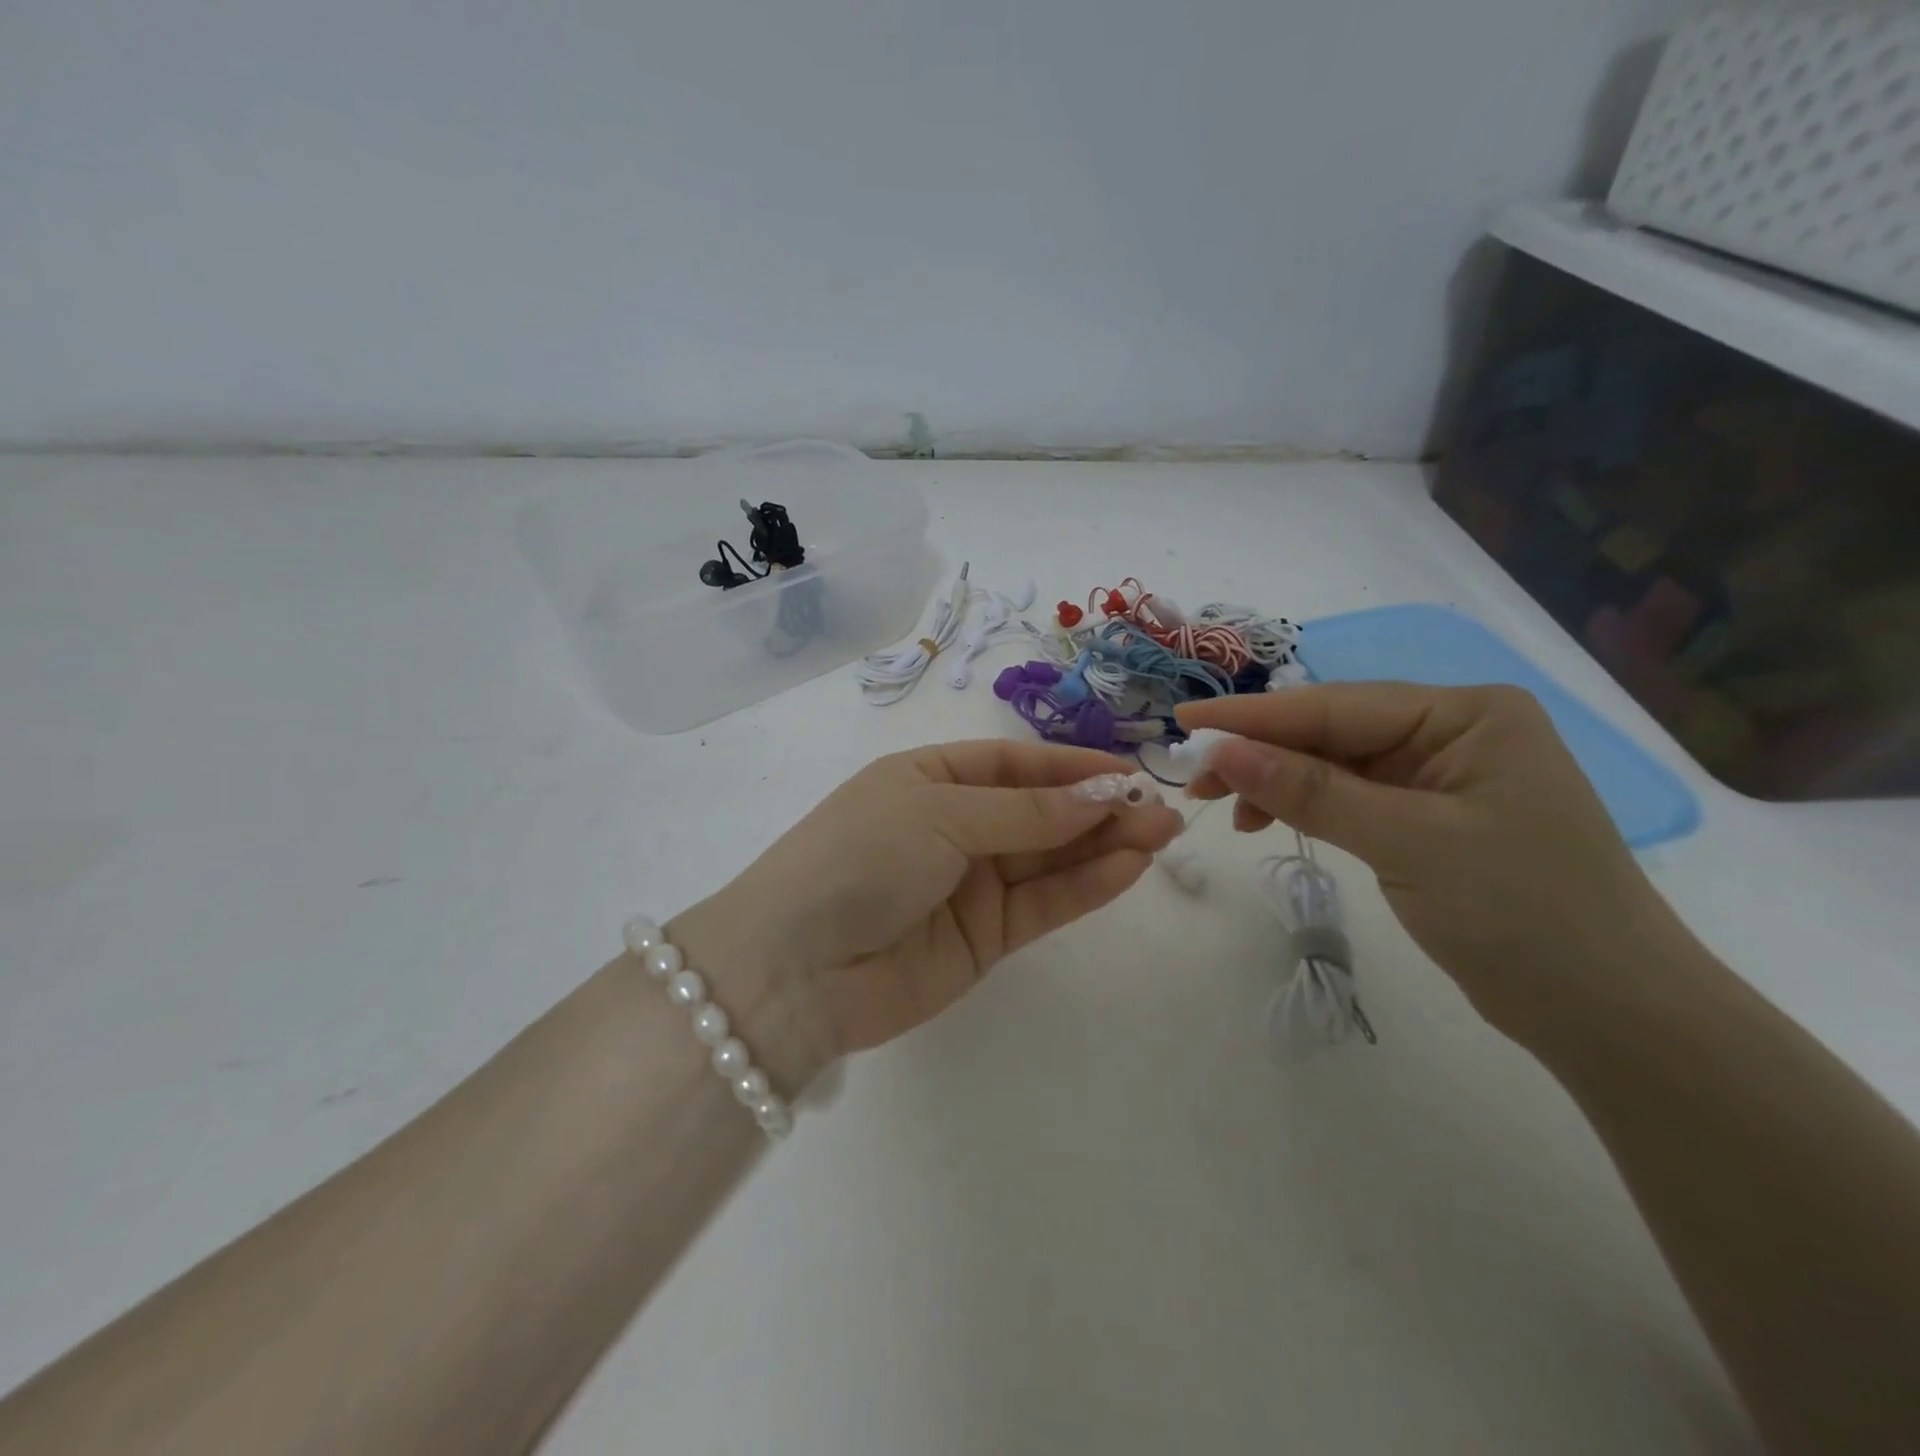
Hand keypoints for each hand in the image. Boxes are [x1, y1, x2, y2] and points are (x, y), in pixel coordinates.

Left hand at [670, 741, 1181, 1082]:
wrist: (795, 969)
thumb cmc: (859, 858)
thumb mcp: (939, 814)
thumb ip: (1024, 812)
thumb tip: (1100, 795)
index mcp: (930, 779)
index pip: (1014, 763)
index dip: (1070, 766)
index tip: (1126, 771)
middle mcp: (953, 826)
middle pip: (1039, 811)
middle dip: (1098, 807)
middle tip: (1161, 808)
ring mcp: (969, 884)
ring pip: (1049, 857)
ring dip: (1104, 845)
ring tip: (1161, 833)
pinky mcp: (983, 938)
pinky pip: (1042, 904)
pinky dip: (1085, 886)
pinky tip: (1129, 868)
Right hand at [1177, 684, 1684, 1040]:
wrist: (1609, 1013)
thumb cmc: (1523, 914)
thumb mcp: (1409, 843)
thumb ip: (1311, 791)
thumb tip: (1223, 750)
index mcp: (1467, 714)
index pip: (1337, 705)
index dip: (1254, 716)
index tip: (1185, 721)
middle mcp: (1452, 731)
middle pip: (1331, 732)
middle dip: (1260, 753)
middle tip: (1195, 779)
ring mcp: (1439, 775)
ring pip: (1333, 764)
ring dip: (1275, 782)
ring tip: (1223, 808)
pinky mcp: (1427, 817)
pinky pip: (1348, 797)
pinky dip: (1305, 807)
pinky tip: (1267, 822)